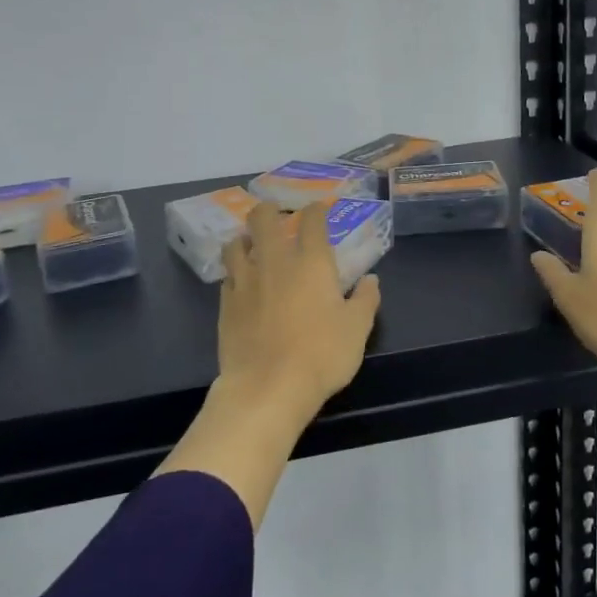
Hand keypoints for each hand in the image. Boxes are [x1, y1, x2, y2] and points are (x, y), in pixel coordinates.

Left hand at [216, 199, 381, 427]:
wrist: (268, 388)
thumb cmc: (321, 355)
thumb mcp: (357, 329)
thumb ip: (365, 300)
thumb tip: (371, 279)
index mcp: (311, 262)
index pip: (311, 220)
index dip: (316, 210)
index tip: (319, 209)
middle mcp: (275, 262)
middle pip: (263, 219)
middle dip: (269, 210)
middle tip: (277, 216)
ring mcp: (245, 281)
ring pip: (236, 244)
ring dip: (245, 238)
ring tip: (252, 245)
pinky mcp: (225, 304)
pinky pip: (227, 276)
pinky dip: (235, 272)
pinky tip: (242, 283)